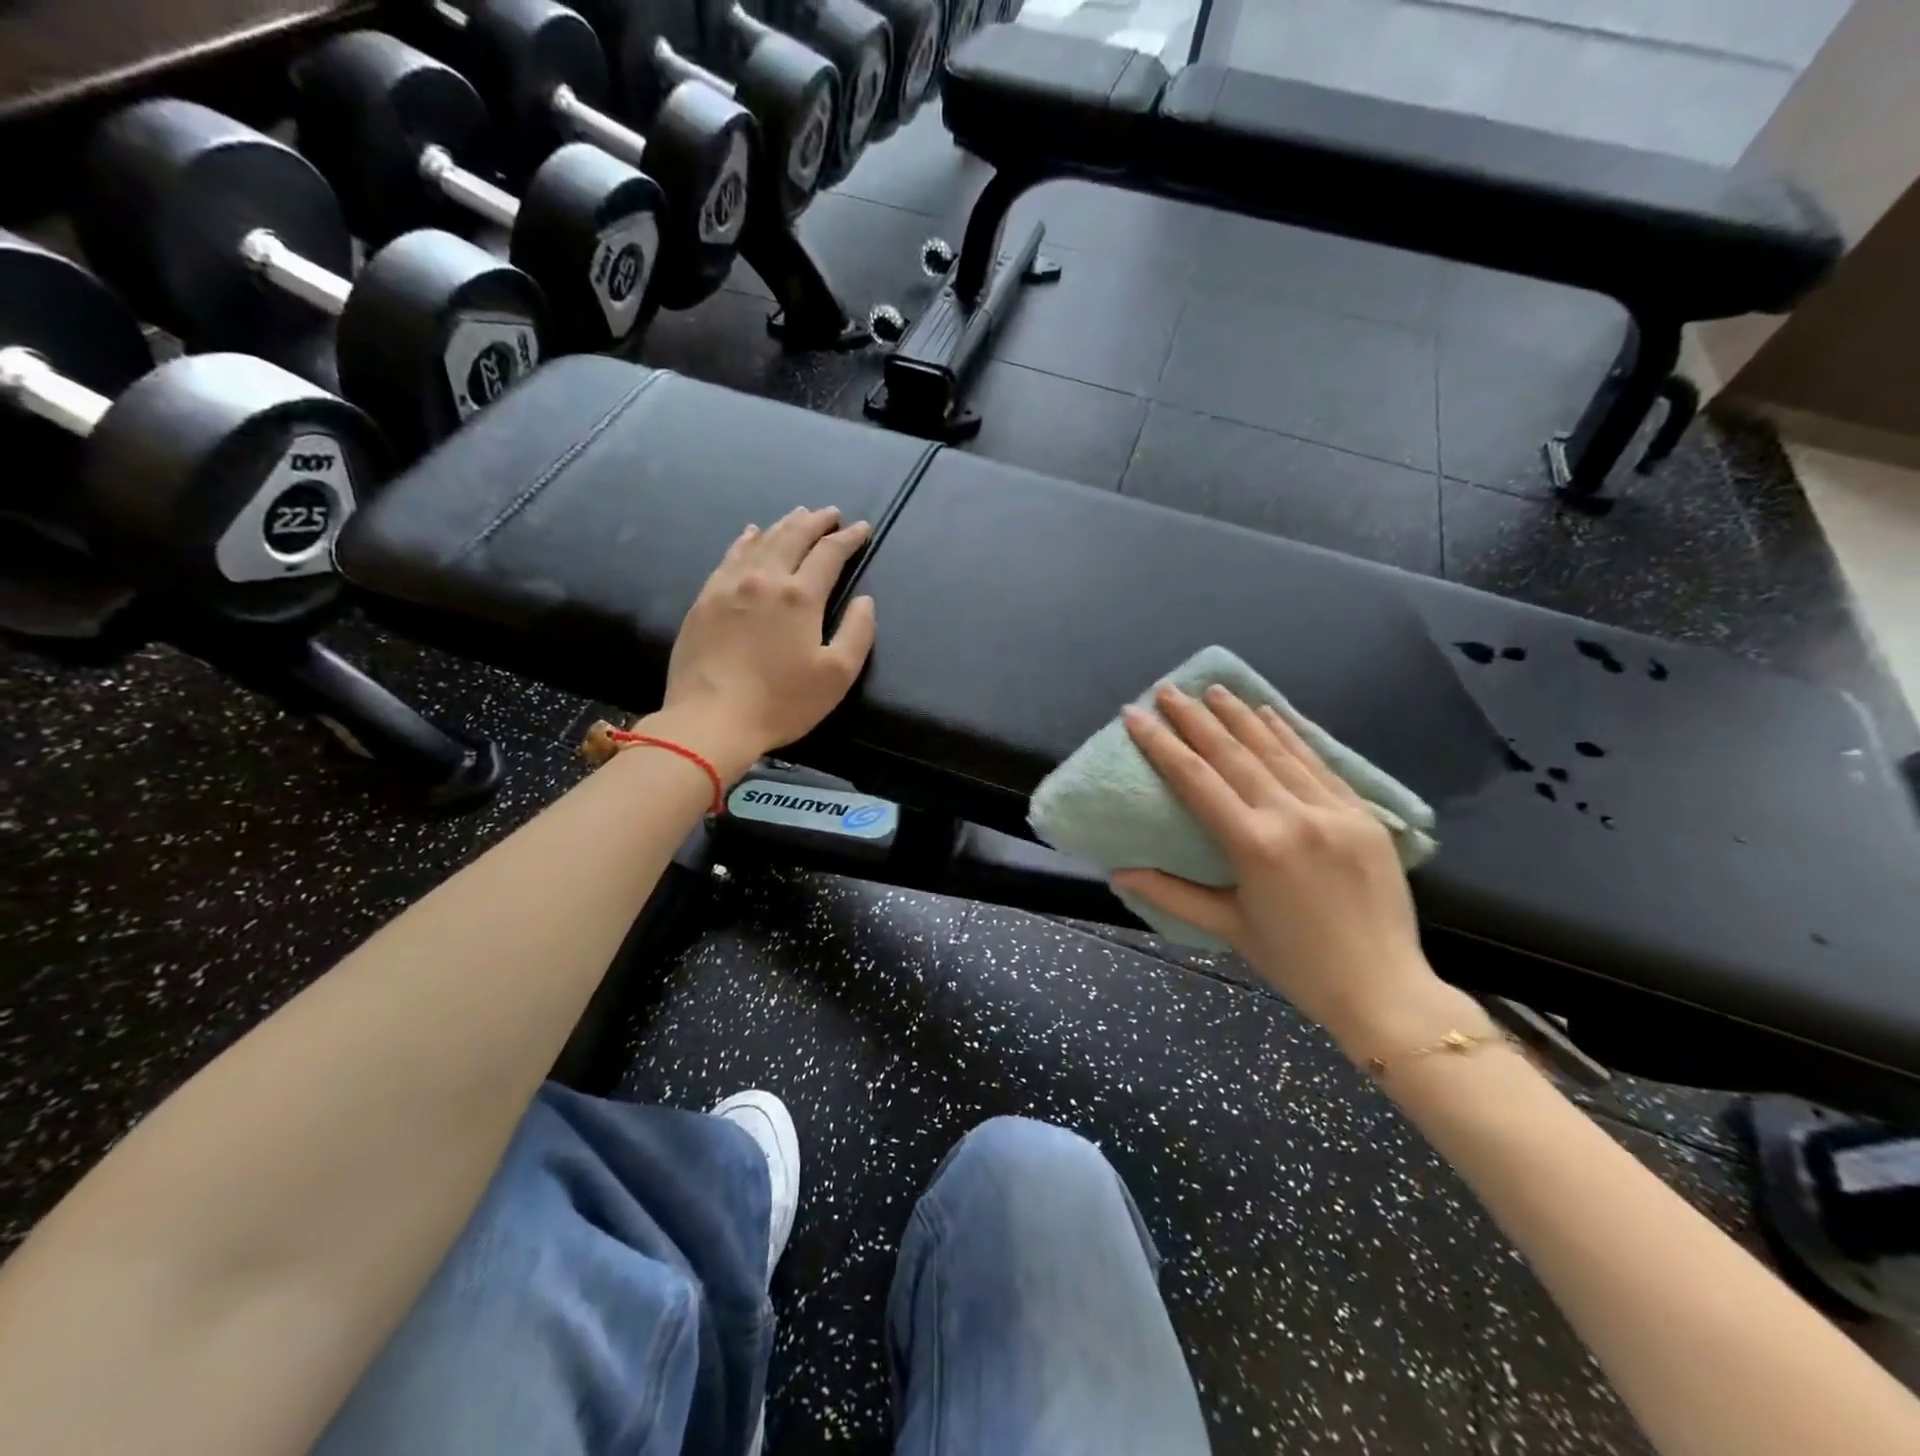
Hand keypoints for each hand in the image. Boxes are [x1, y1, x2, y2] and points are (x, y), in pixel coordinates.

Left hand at [653, 507, 876, 777]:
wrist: (711, 720)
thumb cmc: (781, 703)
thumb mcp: (837, 676)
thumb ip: (858, 633)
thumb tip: (865, 600)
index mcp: (800, 596)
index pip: (829, 554)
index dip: (849, 538)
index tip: (861, 529)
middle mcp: (765, 579)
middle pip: (793, 537)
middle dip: (816, 522)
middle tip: (830, 513)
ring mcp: (729, 586)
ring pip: (761, 541)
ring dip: (784, 525)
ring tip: (798, 515)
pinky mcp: (705, 600)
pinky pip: (730, 556)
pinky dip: (746, 540)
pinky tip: (751, 534)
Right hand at [1114, 685, 1471, 1058]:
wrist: (1384, 990)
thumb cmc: (1295, 963)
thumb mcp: (1227, 927)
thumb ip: (1171, 893)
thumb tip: (1118, 872)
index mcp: (1255, 847)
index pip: (1196, 780)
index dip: (1161, 744)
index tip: (1135, 714)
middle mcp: (1293, 817)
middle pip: (1234, 754)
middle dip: (1196, 718)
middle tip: (1168, 689)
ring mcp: (1333, 811)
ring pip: (1277, 750)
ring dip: (1241, 717)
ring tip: (1213, 689)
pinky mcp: (1363, 814)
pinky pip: (1319, 764)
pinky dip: (1292, 735)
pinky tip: (1271, 712)